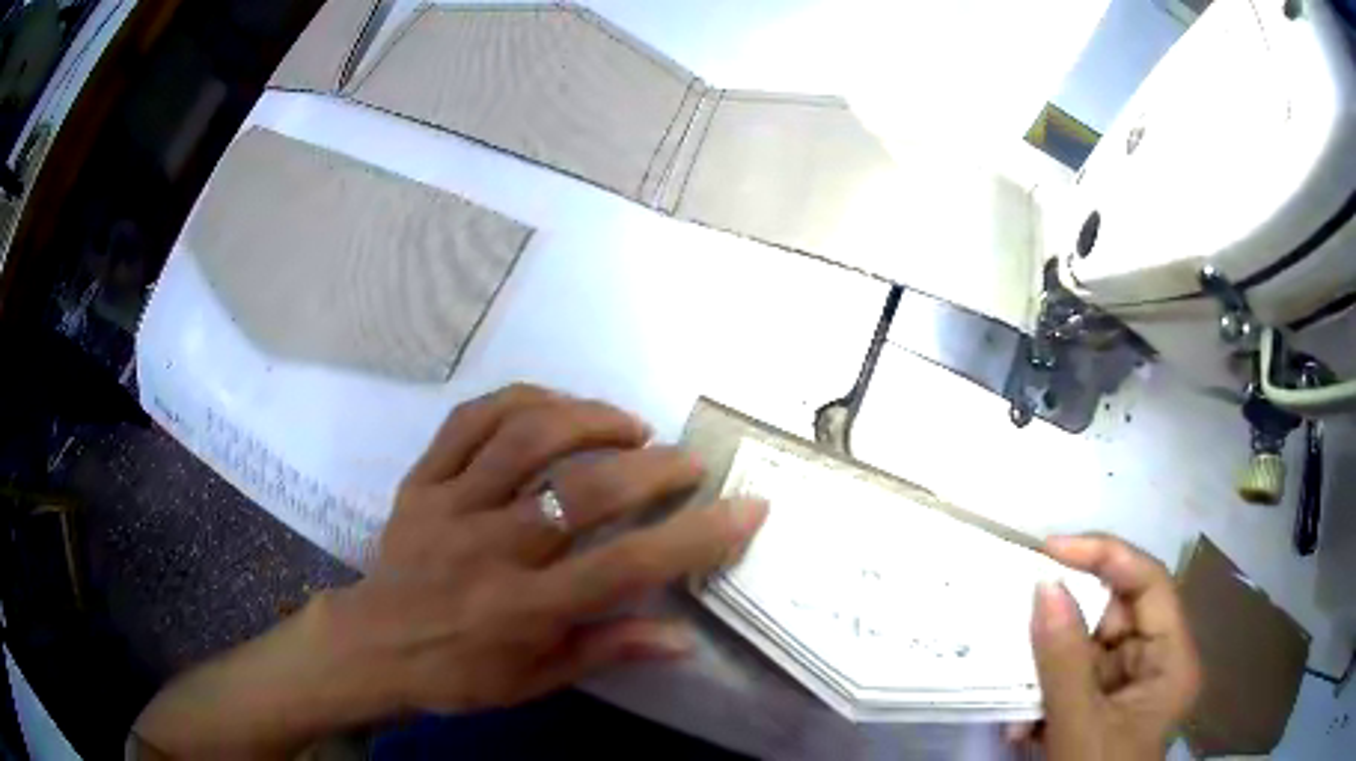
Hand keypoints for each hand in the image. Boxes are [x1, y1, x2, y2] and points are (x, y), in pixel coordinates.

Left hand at [335, 384, 767, 712]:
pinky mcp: (421, 480)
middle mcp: (490, 549)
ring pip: (525, 438)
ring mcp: (450, 505)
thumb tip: (684, 637)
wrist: (374, 646)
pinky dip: (519, 399)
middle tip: (686, 460)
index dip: (696, 536)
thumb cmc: (460, 672)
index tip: (746, 508)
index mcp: (524, 609)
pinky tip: (554, 403)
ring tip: (629, 425)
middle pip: (583, 491)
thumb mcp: (537, 680)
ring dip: (589, 419)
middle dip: (653, 467)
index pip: (626, 566)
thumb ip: (609, 649)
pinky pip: (469, 420)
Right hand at [1022, 535, 1201, 760]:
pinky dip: (1044, 696)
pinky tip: (1024, 727)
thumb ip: (1063, 661)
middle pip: (1116, 616)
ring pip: (1089, 650)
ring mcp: (1130, 687)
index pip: (1148, 584)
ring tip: (1017, 697)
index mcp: (1171, 660)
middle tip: (1021, 622)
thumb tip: (1043, 587)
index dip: (1106, 555)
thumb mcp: (1078, 727)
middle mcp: (1157, 663)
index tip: (1051, 549)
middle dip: (1066, 625)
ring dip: (1047, 671)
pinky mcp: (1105, 707)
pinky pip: (1074, 681)